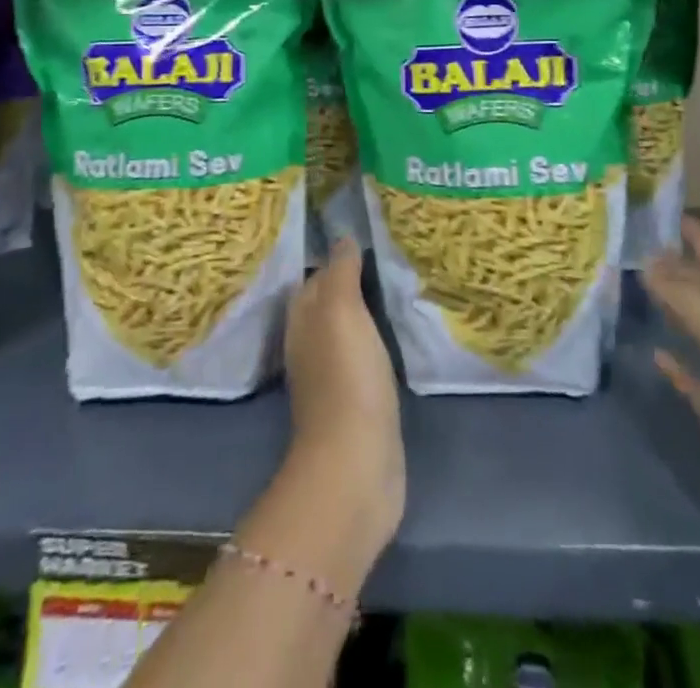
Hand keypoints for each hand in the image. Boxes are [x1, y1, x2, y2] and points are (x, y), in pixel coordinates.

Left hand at [282, 240, 405, 555]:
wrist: (356, 464)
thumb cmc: (347, 377)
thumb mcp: (341, 311)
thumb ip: (341, 272)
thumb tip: (342, 237)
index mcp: (302, 319)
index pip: (315, 276)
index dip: (336, 256)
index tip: (365, 234)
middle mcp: (310, 344)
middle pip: (328, 302)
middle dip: (350, 280)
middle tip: (387, 255)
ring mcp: (331, 376)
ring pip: (346, 330)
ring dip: (365, 311)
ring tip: (396, 287)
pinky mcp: (356, 403)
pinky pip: (364, 357)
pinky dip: (376, 341)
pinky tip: (396, 333)